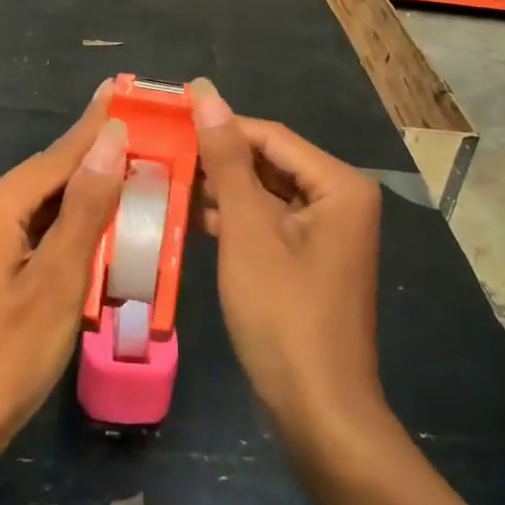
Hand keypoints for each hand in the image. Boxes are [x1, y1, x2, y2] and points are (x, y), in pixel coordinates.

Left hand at [0, 83, 127, 472]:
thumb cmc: (9, 355)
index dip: (95, 124)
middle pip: (49, 175)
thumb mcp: (58, 279)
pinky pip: (36, 228)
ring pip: (44, 202)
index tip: (123, 88)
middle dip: (94, 154)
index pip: (57, 156)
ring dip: (86, 189)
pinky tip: (100, 221)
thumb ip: (86, 206)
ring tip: (131, 167)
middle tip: (141, 131)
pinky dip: (70, 222)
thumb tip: (110, 139)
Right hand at [188, 79, 387, 454]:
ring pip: (266, 193)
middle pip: (270, 162)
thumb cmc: (283, 313)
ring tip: (169, 180)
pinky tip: (194, 218)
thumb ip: (227, 159)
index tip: (168, 119)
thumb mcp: (247, 230)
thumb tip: (206, 94)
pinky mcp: (311, 260)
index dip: (219, 125)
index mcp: (339, 184)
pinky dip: (236, 219)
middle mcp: (341, 200)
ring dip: (223, 189)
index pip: (269, 135)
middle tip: (163, 151)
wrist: (318, 411)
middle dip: (219, 160)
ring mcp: (328, 233)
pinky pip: (269, 223)